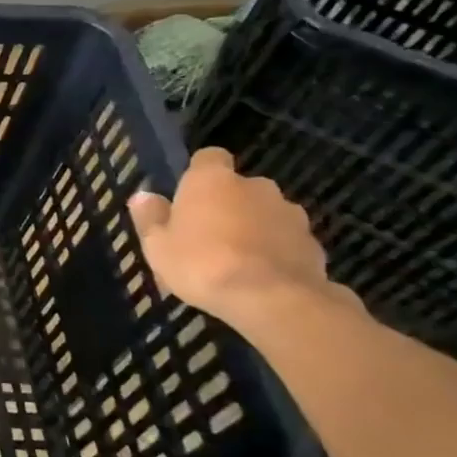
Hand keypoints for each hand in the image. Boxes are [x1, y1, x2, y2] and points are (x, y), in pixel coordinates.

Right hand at [127, 147, 357, 328]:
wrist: (272, 299)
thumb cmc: (201, 264)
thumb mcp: (157, 245)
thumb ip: (150, 218)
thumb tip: (143, 196)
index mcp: (212, 180)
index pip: (209, 157)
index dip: (199, 174)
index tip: (189, 197)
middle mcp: (255, 186)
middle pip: (239, 188)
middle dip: (227, 205)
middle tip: (207, 237)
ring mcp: (289, 213)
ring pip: (265, 214)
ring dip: (253, 228)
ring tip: (236, 262)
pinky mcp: (313, 242)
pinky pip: (286, 240)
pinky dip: (275, 252)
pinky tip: (261, 278)